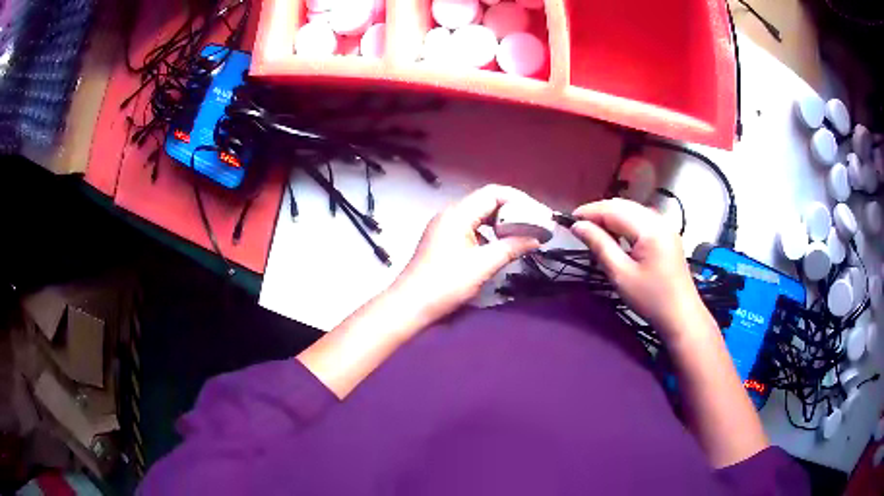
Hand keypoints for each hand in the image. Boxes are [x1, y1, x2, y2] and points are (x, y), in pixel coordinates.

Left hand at [393, 185, 540, 321]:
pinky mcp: (442, 241)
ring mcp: (444, 227)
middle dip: (512, 212)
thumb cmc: (446, 283)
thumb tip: (536, 239)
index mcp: (458, 214)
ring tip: (522, 235)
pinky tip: (500, 246)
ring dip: (501, 223)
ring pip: (479, 216)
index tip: (537, 214)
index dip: (519, 200)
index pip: (493, 194)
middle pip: (486, 202)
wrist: (410, 305)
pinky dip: (488, 234)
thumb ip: (512, 248)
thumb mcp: (483, 265)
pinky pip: (471, 228)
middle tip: (534, 225)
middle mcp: (450, 214)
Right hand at [570, 198, 705, 334]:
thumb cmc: (650, 299)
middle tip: (579, 226)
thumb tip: (578, 226)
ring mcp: (665, 226)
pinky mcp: (667, 235)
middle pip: (624, 206)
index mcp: (649, 228)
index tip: (568, 220)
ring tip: (593, 230)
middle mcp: (659, 220)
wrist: (681, 315)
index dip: (590, 211)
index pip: (614, 209)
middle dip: (599, 212)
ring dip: (611, 216)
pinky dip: (624, 222)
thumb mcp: (621, 274)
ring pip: (632, 210)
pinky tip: (615, 234)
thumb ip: (600, 245)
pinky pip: (641, 219)